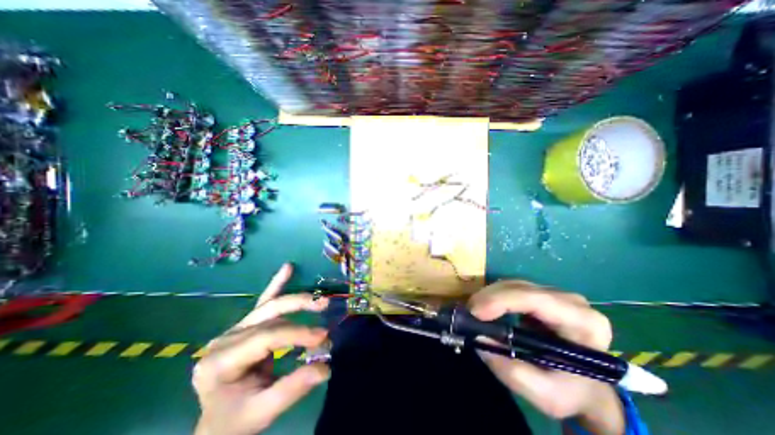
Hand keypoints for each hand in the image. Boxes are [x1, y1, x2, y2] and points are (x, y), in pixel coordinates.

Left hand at [192, 263, 328, 432]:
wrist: (220, 423)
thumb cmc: (237, 420)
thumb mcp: (263, 411)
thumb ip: (293, 388)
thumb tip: (326, 367)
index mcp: (219, 362)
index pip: (266, 338)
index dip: (297, 333)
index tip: (323, 336)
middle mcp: (225, 339)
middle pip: (267, 315)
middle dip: (299, 308)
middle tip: (324, 306)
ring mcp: (234, 329)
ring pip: (269, 306)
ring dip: (296, 300)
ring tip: (319, 300)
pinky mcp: (245, 325)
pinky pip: (263, 301)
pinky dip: (277, 284)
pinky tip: (288, 267)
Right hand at [465, 281, 622, 431]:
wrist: (588, 386)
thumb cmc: (572, 392)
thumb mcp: (546, 395)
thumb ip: (512, 370)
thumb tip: (478, 337)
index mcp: (583, 322)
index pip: (536, 299)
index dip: (501, 300)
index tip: (475, 312)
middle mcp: (571, 300)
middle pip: (521, 288)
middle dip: (490, 297)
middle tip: (468, 313)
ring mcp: (555, 294)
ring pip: (513, 284)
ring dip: (490, 296)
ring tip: (474, 312)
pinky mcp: (542, 294)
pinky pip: (512, 288)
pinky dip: (495, 297)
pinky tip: (487, 309)